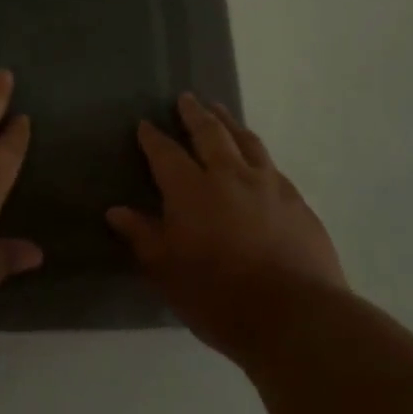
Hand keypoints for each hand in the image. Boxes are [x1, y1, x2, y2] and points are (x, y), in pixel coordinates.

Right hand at [107, 93, 344, 361]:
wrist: (294, 315)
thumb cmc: (218, 297)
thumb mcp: (167, 272)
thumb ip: (143, 236)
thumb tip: (116, 211)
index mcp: (191, 190)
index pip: (166, 154)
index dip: (153, 138)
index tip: (145, 124)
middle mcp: (229, 176)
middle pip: (210, 133)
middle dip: (195, 114)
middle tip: (187, 98)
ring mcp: (268, 185)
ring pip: (246, 141)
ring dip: (230, 123)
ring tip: (221, 111)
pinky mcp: (296, 201)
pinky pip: (271, 165)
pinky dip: (257, 153)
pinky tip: (258, 159)